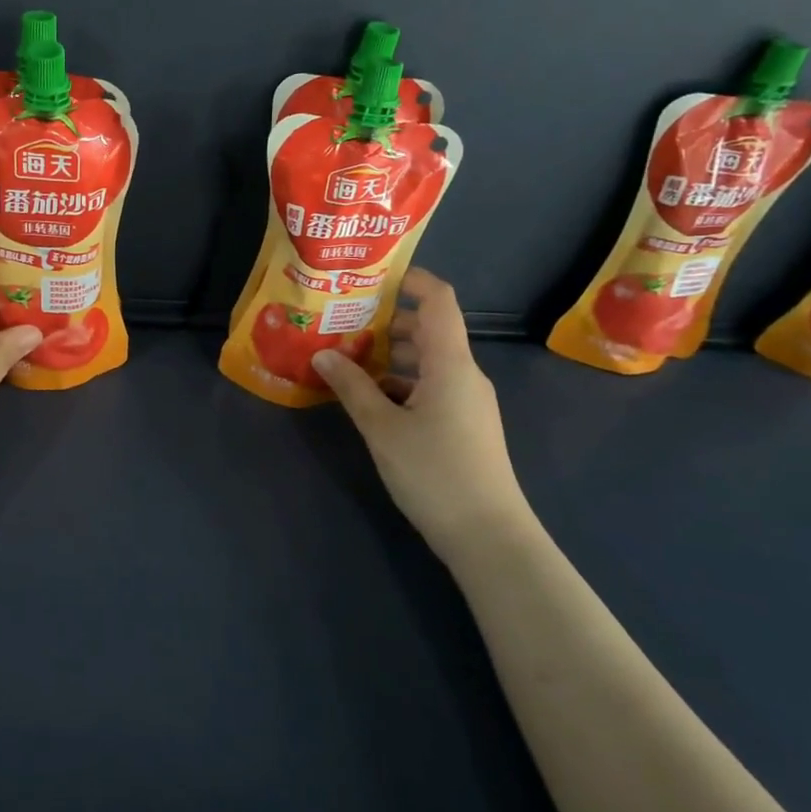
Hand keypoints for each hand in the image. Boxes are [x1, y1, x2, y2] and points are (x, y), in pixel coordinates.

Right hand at [311, 269, 540, 566]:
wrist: (487, 535)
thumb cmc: (434, 473)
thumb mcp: (382, 428)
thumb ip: (351, 387)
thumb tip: (323, 353)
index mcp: (450, 363)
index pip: (438, 300)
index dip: (410, 279)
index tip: (371, 276)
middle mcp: (464, 373)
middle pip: (428, 328)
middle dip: (386, 319)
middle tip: (342, 319)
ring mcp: (467, 400)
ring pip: (427, 359)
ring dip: (389, 353)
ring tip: (346, 356)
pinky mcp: (464, 423)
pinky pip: (430, 385)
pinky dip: (400, 381)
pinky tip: (368, 396)